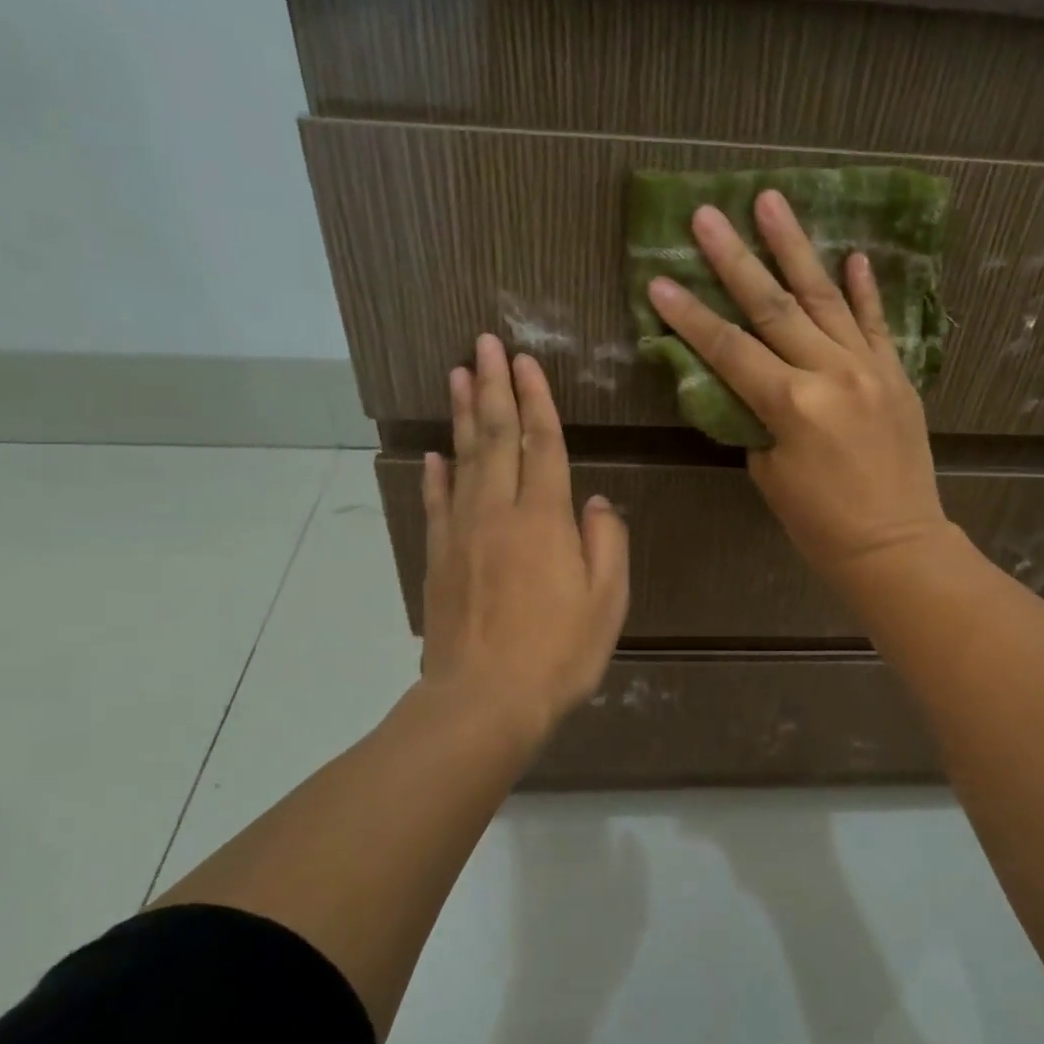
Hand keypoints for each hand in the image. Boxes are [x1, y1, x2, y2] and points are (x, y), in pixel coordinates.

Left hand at [420, 334, 629, 739]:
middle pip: (497, 438)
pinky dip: (437, 474)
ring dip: (463, 415)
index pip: (542, 445)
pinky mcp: (439, 559)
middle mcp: (499, 513)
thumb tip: (598, 503)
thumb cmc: (559, 653)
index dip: (536, 400)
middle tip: (484, 343)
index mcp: (545, 520)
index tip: (525, 360)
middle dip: (494, 388)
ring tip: (459, 375)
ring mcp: (462, 534)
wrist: (485, 700)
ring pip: (463, 460)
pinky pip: (437, 504)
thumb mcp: (607, 602)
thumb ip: (607, 544)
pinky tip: (435, 454)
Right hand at [646, 191, 952, 585]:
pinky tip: (851, 254)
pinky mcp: (897, 374)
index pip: (729, 350)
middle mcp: (831, 373)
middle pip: (773, 307)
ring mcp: (870, 368)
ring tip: (771, 201)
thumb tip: (749, 385)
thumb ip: (756, 420)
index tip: (659, 280)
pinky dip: (864, 289)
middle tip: (706, 214)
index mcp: (793, 405)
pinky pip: (877, 323)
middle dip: (734, 259)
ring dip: (795, 248)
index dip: (690, 317)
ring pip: (825, 298)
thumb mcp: (771, 475)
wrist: (896, 545)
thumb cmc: (821, 525)